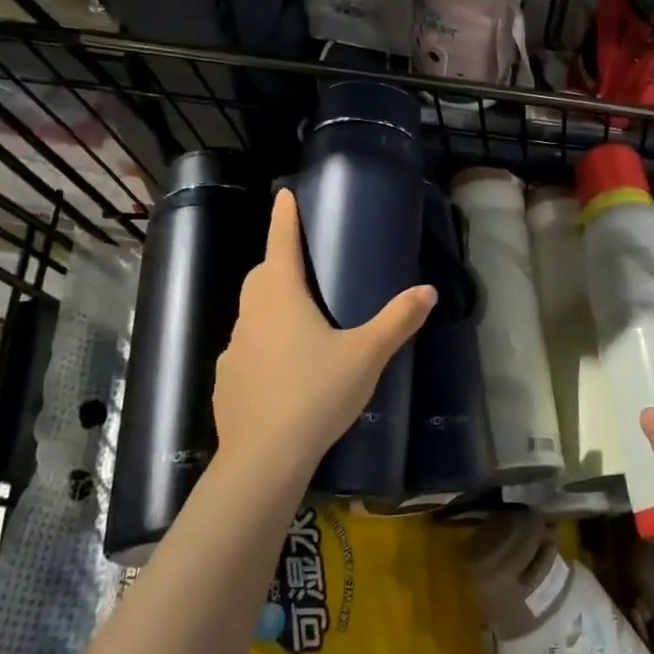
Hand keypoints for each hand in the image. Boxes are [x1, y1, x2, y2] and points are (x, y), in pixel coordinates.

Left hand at [213, 189, 435, 484]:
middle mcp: (251, 315)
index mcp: (282, 297)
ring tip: (299, 322)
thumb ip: (398, 321)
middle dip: (278, 262)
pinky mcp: (225, 381)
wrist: (263, 458)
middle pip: (261, 277)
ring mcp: (233, 349)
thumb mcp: (366, 355)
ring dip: (270, 306)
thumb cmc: (316, 393)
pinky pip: (245, 350)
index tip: (284, 195)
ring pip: (251, 314)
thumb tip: (428, 290)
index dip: (284, 218)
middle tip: (303, 265)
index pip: (281, 244)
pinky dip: (261, 346)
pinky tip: (282, 370)